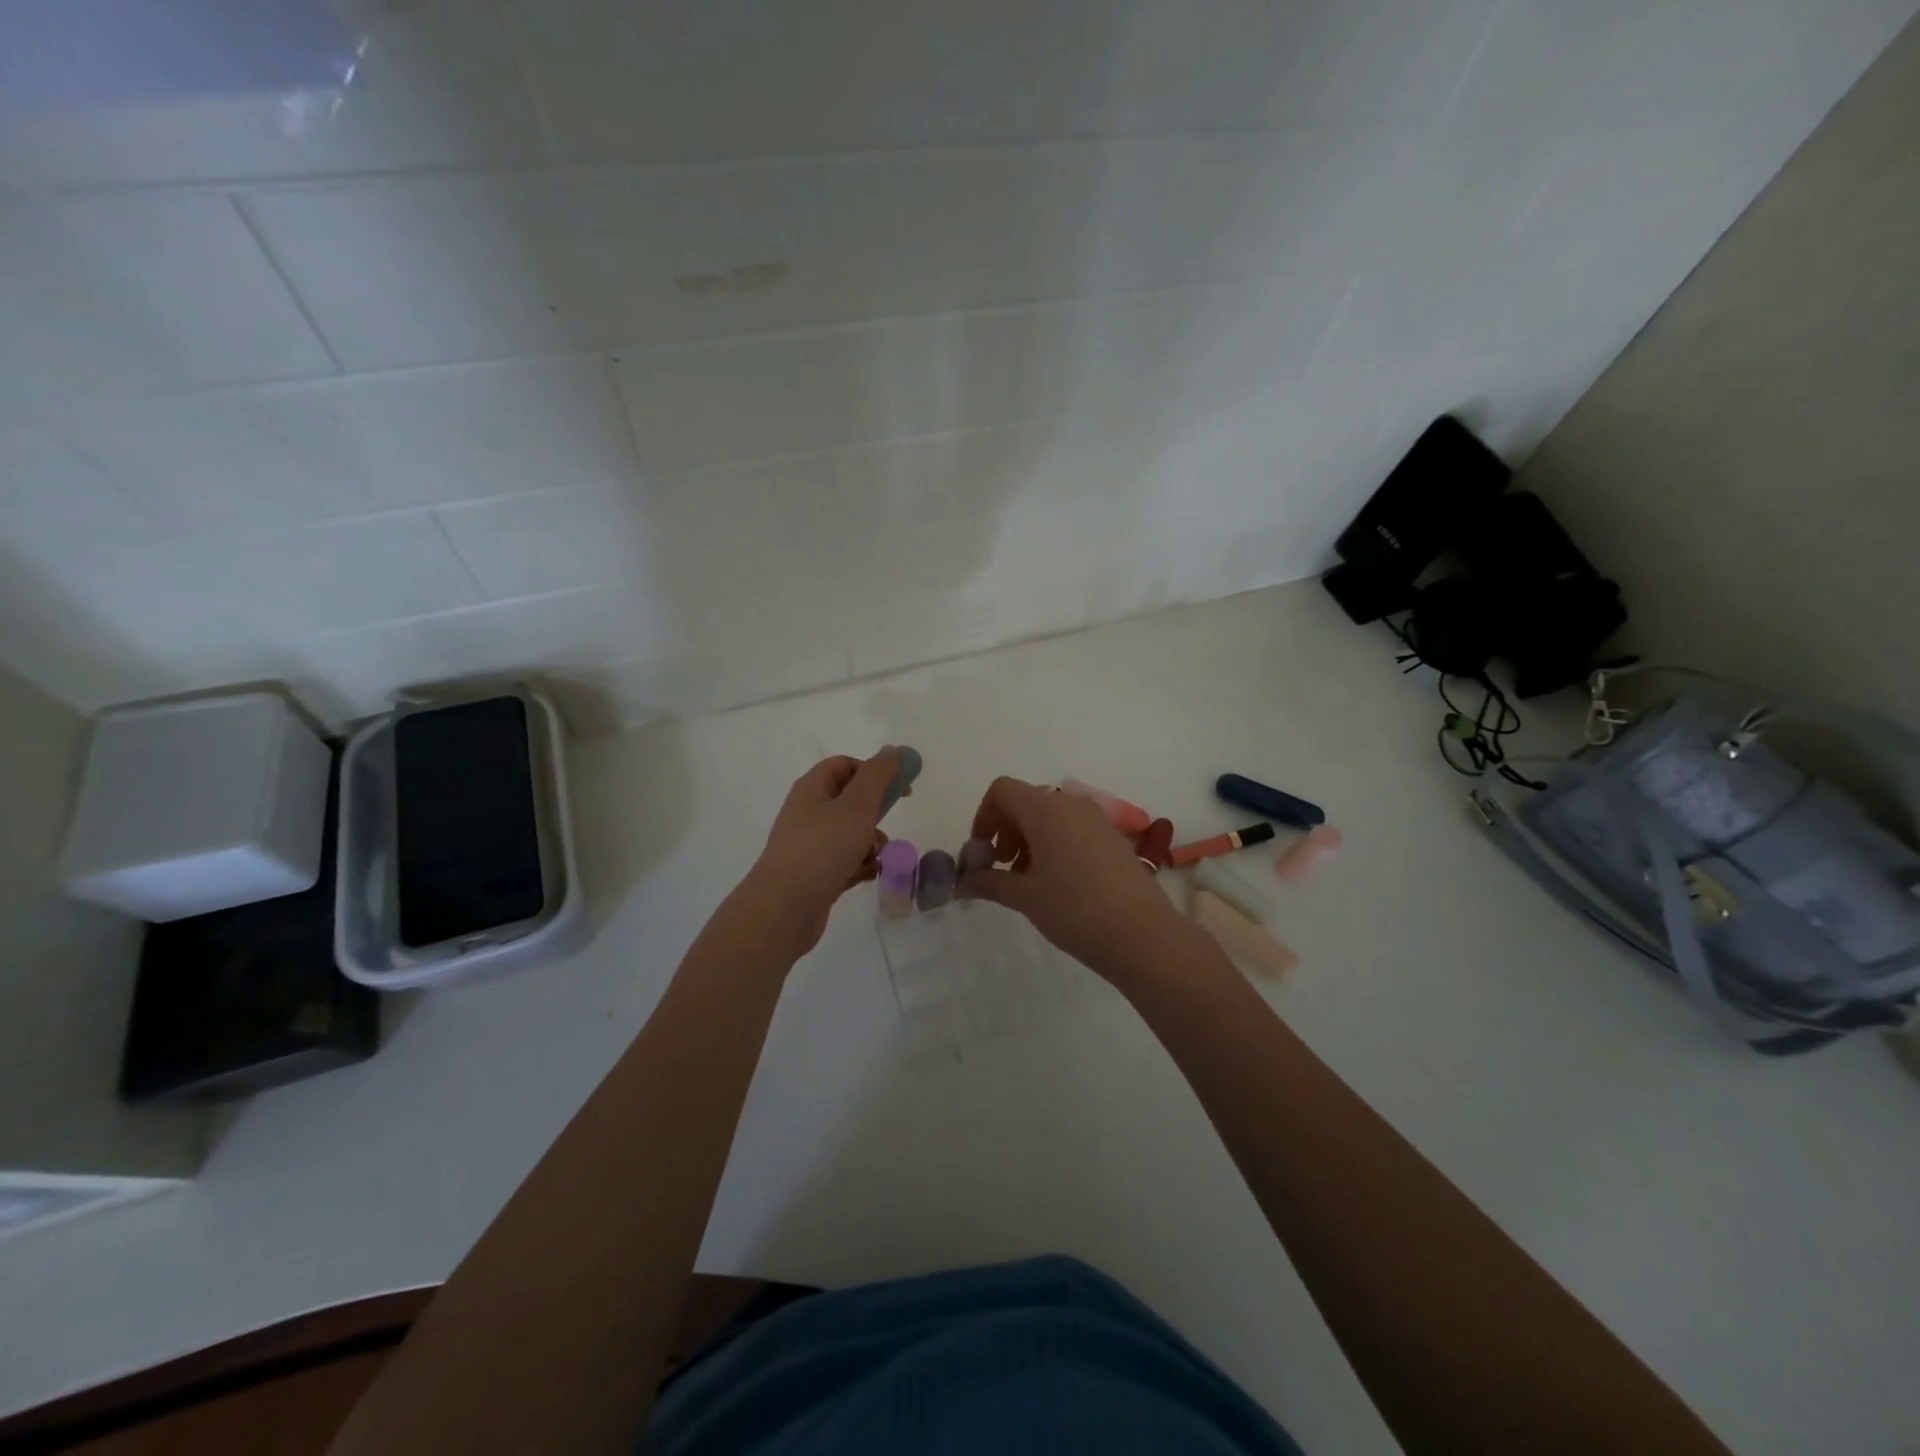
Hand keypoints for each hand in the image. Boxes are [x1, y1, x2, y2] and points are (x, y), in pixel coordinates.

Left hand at [731, 748, 898, 960]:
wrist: (784, 908)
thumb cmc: (823, 849)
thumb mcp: (857, 805)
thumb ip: (878, 775)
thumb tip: (891, 750)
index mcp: (812, 788)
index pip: (844, 765)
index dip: (873, 771)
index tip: (900, 787)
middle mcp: (808, 812)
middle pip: (850, 801)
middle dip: (875, 812)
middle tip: (887, 823)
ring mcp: (810, 845)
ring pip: (850, 833)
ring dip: (871, 843)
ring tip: (876, 856)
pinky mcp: (815, 874)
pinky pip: (845, 861)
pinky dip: (859, 866)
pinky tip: (866, 876)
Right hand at [957, 776, 1199, 978]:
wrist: (1142, 935)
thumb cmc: (1074, 909)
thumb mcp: (1024, 897)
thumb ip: (989, 882)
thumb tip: (963, 882)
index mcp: (1045, 809)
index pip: (1002, 790)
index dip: (984, 817)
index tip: (982, 852)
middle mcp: (1071, 804)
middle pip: (1026, 801)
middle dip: (1005, 830)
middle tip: (1001, 868)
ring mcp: (1097, 819)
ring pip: (1050, 815)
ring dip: (1029, 839)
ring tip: (1027, 880)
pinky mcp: (1113, 838)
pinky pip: (1073, 828)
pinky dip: (1054, 844)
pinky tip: (1056, 883)